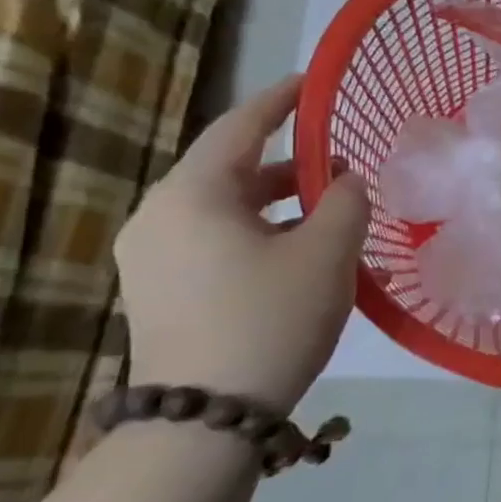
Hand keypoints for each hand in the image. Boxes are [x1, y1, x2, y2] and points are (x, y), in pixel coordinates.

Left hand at [115, 74, 369, 410]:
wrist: (206, 417)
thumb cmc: (271, 317)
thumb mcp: (328, 252)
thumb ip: (347, 201)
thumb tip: (346, 181)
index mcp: (193, 195)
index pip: (239, 128)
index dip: (280, 102)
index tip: (312, 84)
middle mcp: (160, 216)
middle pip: (232, 169)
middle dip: (292, 163)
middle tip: (343, 163)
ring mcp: (153, 256)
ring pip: (227, 208)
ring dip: (281, 202)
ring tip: (335, 212)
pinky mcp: (161, 289)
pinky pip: (217, 239)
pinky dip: (262, 231)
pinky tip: (303, 252)